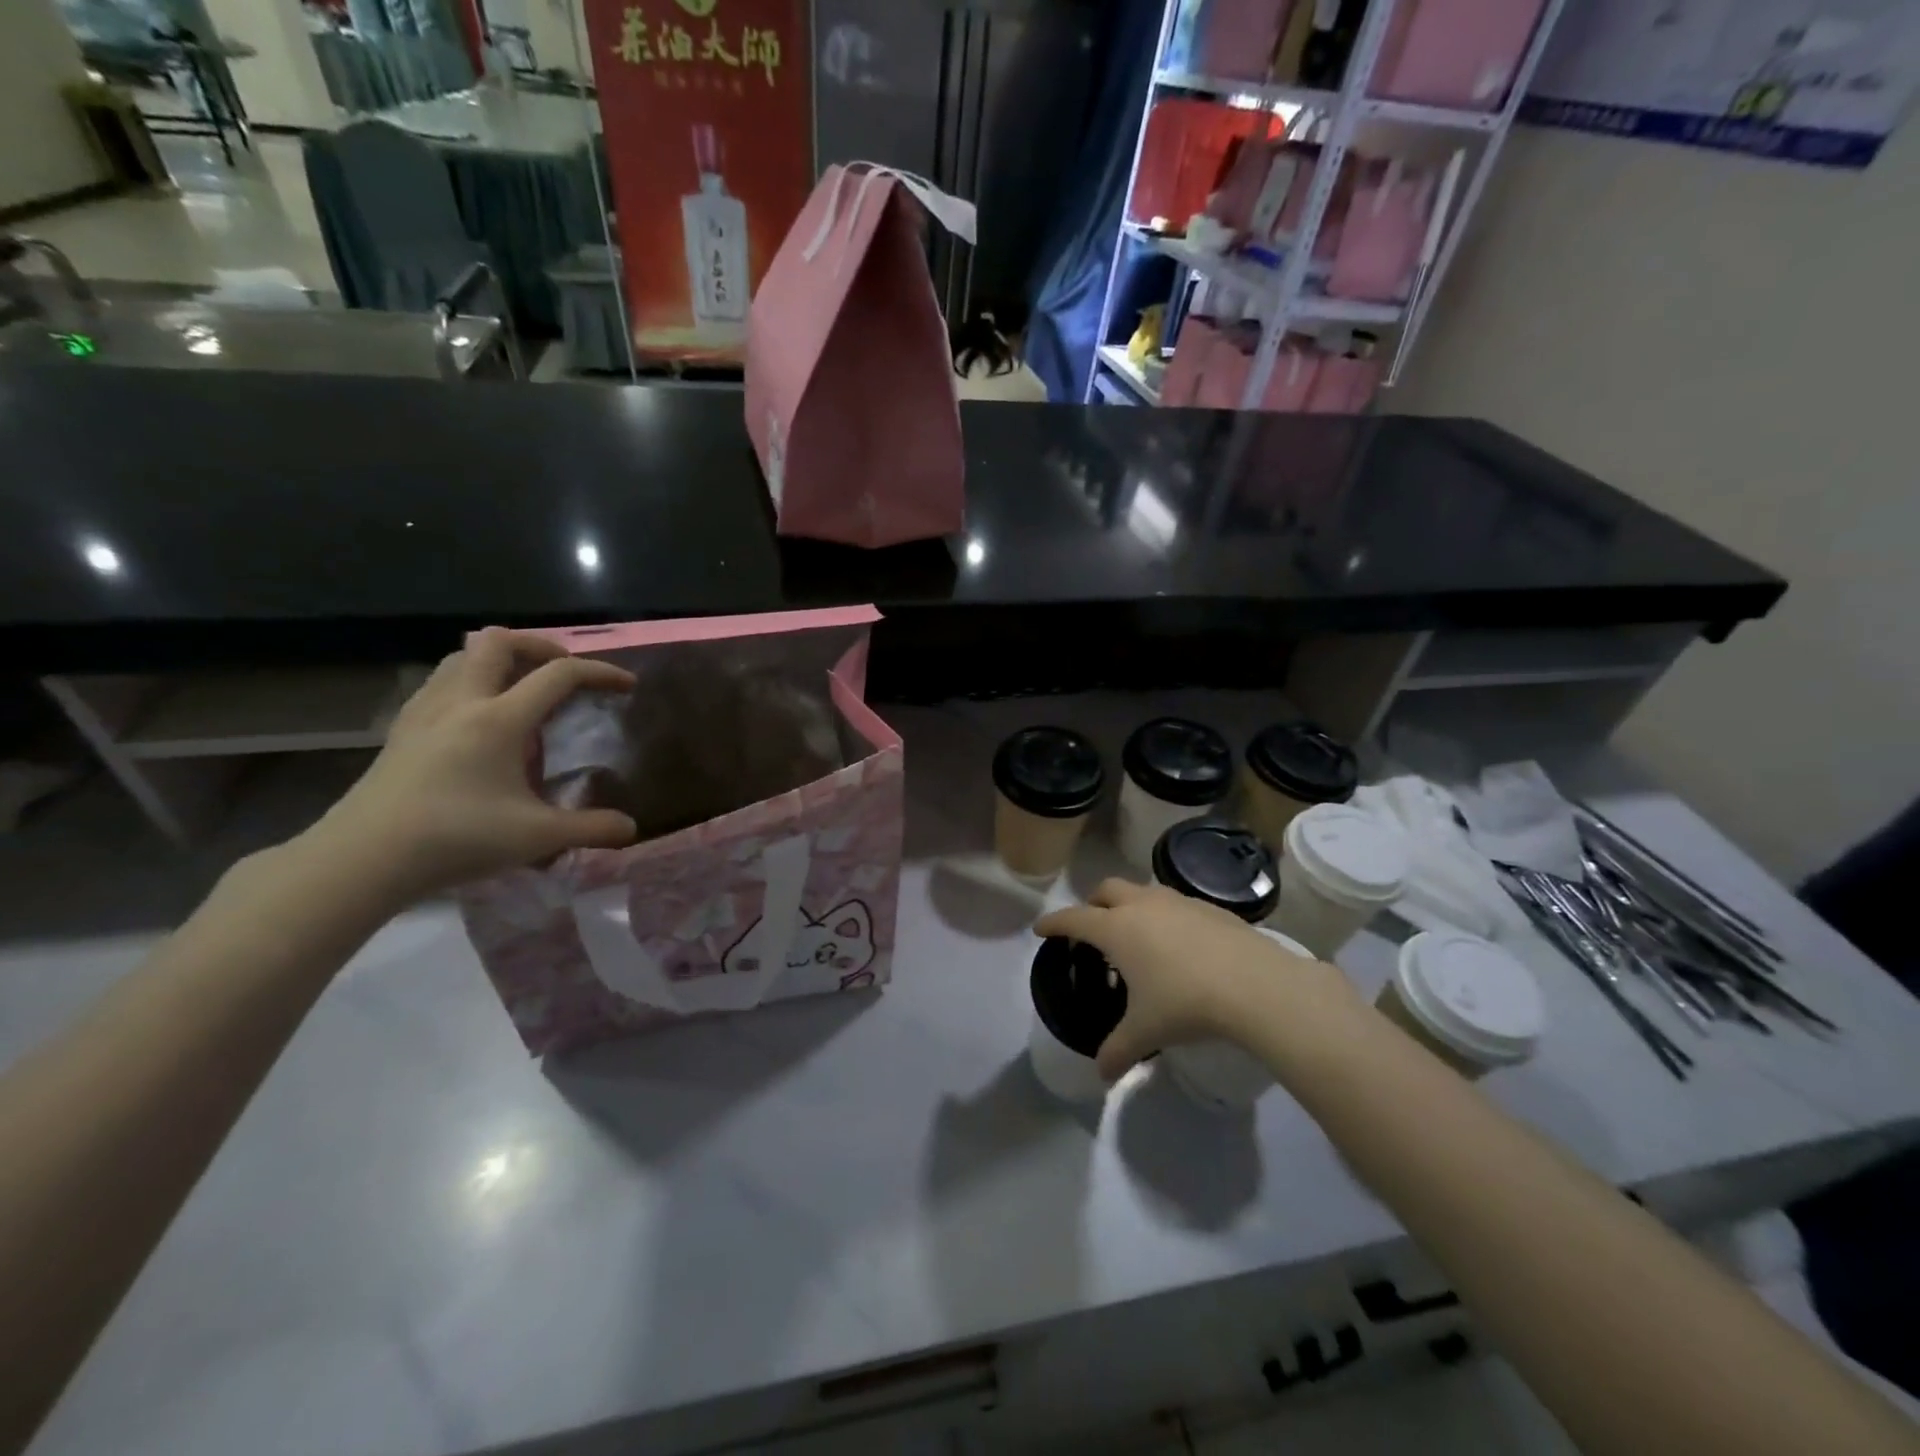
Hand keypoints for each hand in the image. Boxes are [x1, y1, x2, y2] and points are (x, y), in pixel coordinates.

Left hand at [305, 628, 638, 906]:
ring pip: (463, 655)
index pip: (560, 675)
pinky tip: (480, 717)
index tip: (626, 685)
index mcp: (500, 719)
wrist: (363, 858)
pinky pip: (441, 681)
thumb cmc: (457, 838)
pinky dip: (471, 681)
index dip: (600, 672)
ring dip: (500, 659)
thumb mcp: (537, 837)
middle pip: (499, 641)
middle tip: (564, 672)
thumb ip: (590, 828)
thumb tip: (631, 828)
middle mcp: (462, 701)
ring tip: (523, 688)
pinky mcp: (402, 729)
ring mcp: (426, 712)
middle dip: (540, 647)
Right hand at [1036, 879, 1359, 1080]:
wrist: (1254, 985)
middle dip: (1093, 903)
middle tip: (1092, 926)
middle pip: (1106, 889)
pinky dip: (1165, 915)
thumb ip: (1117, 1051)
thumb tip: (1102, 1075)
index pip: (1074, 918)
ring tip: (1137, 933)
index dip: (1054, 923)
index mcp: (1116, 928)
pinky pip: (1175, 903)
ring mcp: (1177, 902)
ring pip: (1142, 891)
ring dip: (1130, 904)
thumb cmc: (1185, 1003)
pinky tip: (1179, 942)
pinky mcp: (1209, 907)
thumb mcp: (1146, 1031)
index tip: (1041, 928)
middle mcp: (1142, 906)